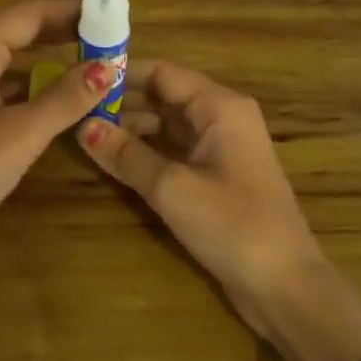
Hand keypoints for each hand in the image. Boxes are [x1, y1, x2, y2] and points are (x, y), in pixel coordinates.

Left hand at [0, 0, 116, 287]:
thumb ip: (64, 98)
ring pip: (8, 59)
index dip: (71, 9)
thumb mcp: (18, 136)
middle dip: (62, 30)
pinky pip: (0, 85)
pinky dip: (31, 85)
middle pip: (17, 30)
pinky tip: (57, 95)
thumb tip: (109, 66)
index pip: (28, 13)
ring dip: (48, 58)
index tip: (114, 9)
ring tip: (92, 59)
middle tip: (111, 35)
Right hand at [79, 59, 326, 336]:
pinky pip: (176, 151)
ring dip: (132, 130)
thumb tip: (82, 126)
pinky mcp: (218, 177)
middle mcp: (222, 118)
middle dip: (122, 103)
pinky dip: (147, 152)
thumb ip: (125, 154)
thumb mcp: (171, 187)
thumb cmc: (231, 225)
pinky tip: (115, 162)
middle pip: (164, 96)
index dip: (122, 74)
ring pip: (168, 125)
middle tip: (75, 111)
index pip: (162, 72)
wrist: (285, 287)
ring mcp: (221, 149)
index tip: (80, 79)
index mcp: (219, 106)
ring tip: (86, 136)